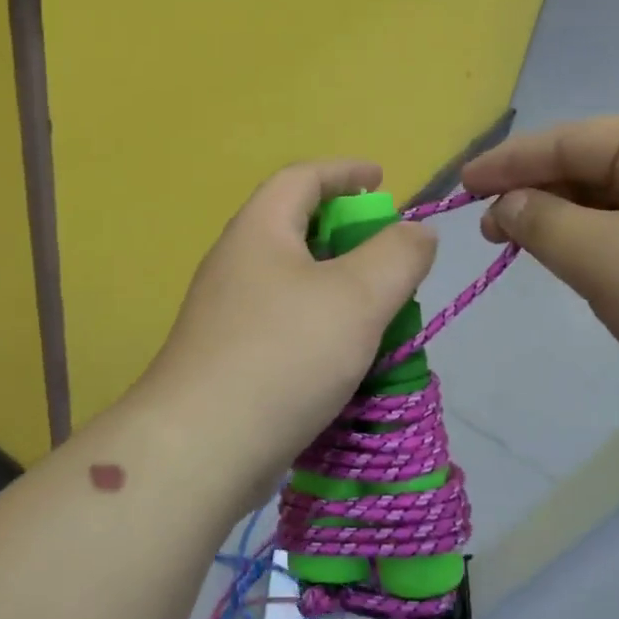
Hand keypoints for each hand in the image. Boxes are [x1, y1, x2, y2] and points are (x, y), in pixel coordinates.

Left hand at [134, 161, 436, 496]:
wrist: (202, 447)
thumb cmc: (284, 355)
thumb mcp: (358, 297)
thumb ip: (398, 255)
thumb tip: (416, 231)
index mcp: (260, 231)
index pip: (302, 177)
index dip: (345, 171)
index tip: (382, 179)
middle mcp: (236, 263)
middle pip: (296, 227)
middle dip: (347, 233)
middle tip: (389, 254)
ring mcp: (227, 313)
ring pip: (293, 281)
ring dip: (337, 285)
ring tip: (378, 308)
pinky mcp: (228, 357)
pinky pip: (284, 322)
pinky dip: (320, 324)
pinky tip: (345, 355)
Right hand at [462, 116, 618, 433]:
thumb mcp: (605, 258)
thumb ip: (542, 222)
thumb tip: (509, 204)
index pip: (570, 140)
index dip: (508, 162)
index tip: (459, 187)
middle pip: (591, 168)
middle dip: (536, 195)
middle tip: (489, 234)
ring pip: (612, 206)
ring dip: (564, 225)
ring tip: (524, 251)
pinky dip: (597, 249)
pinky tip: (580, 271)